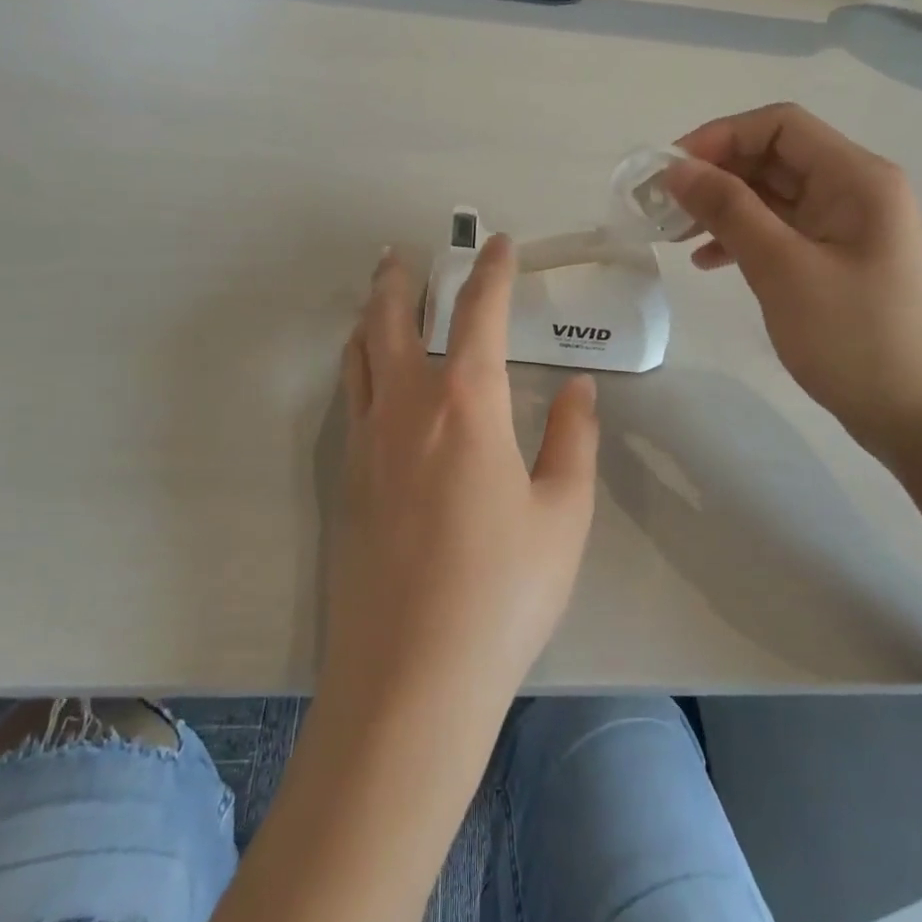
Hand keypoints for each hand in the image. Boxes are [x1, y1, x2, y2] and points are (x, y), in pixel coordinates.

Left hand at [329, 236, 599, 723]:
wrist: (411, 677)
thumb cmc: (503, 592)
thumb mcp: (563, 515)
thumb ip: (573, 439)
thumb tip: (576, 387)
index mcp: (466, 405)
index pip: (479, 314)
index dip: (491, 272)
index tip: (498, 244)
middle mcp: (406, 407)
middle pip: (392, 321)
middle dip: (400, 280)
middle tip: (403, 255)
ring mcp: (365, 442)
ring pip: (359, 355)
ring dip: (370, 317)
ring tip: (378, 299)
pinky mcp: (345, 480)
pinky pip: (349, 397)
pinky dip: (358, 365)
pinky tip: (369, 377)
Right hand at [666, 103, 921, 460]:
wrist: (921, 417)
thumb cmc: (855, 338)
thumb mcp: (783, 269)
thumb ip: (729, 210)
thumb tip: (677, 169)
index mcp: (856, 178)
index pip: (780, 125)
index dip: (720, 137)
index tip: (671, 172)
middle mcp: (856, 191)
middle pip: (775, 158)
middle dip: (716, 174)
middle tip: (663, 207)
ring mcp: (848, 228)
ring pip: (774, 197)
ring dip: (724, 207)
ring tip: (675, 235)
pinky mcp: (838, 262)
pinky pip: (783, 232)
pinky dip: (743, 239)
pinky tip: (708, 263)